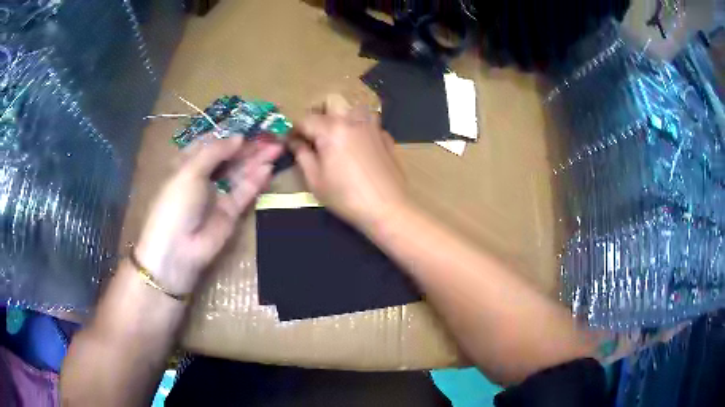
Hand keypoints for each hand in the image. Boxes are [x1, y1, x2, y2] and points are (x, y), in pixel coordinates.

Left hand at [136, 136, 282, 293]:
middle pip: (229, 157)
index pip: (211, 143)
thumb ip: (216, 151)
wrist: (178, 249)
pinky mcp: (230, 212)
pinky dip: (256, 180)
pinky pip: (245, 192)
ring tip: (278, 147)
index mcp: (188, 163)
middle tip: (272, 135)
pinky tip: (269, 168)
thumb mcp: (190, 170)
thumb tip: (239, 137)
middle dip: (249, 146)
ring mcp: (218, 194)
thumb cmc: (176, 203)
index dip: (229, 133)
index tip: (249, 124)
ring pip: (240, 172)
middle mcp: (204, 176)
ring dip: (257, 160)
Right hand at [290, 95, 406, 228]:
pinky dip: (361, 128)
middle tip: (315, 131)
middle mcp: (352, 120)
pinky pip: (370, 123)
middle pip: (333, 100)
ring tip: (338, 133)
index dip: (295, 129)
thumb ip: (302, 155)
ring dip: (343, 115)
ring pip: (355, 106)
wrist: (387, 208)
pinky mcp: (386, 137)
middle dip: (320, 111)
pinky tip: (360, 145)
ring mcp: (372, 127)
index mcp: (331, 129)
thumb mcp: (315, 180)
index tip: (291, 140)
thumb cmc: (345, 197)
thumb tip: (294, 142)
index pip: (306, 119)